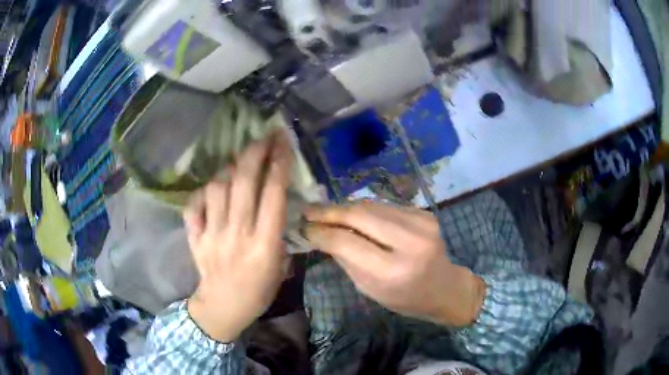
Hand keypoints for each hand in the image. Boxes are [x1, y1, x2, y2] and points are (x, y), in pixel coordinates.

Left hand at [184, 133, 291, 341]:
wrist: (224, 307)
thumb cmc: (259, 289)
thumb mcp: (280, 265)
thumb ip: (279, 232)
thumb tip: (277, 200)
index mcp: (264, 245)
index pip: (273, 195)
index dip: (279, 164)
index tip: (283, 143)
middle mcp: (237, 234)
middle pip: (244, 183)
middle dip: (255, 153)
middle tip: (263, 137)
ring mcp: (212, 234)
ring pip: (217, 188)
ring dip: (229, 170)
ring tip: (238, 164)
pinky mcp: (195, 237)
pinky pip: (194, 205)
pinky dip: (202, 193)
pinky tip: (212, 190)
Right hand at [304, 203, 485, 326]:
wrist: (443, 287)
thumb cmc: (403, 297)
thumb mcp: (369, 288)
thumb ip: (345, 258)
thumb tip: (319, 233)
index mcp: (393, 271)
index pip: (346, 242)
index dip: (320, 231)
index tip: (303, 226)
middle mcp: (409, 242)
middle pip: (359, 215)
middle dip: (329, 211)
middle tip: (308, 211)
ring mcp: (421, 223)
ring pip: (371, 206)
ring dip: (345, 208)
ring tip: (326, 212)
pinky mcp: (425, 213)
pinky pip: (385, 207)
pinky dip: (366, 210)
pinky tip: (355, 216)